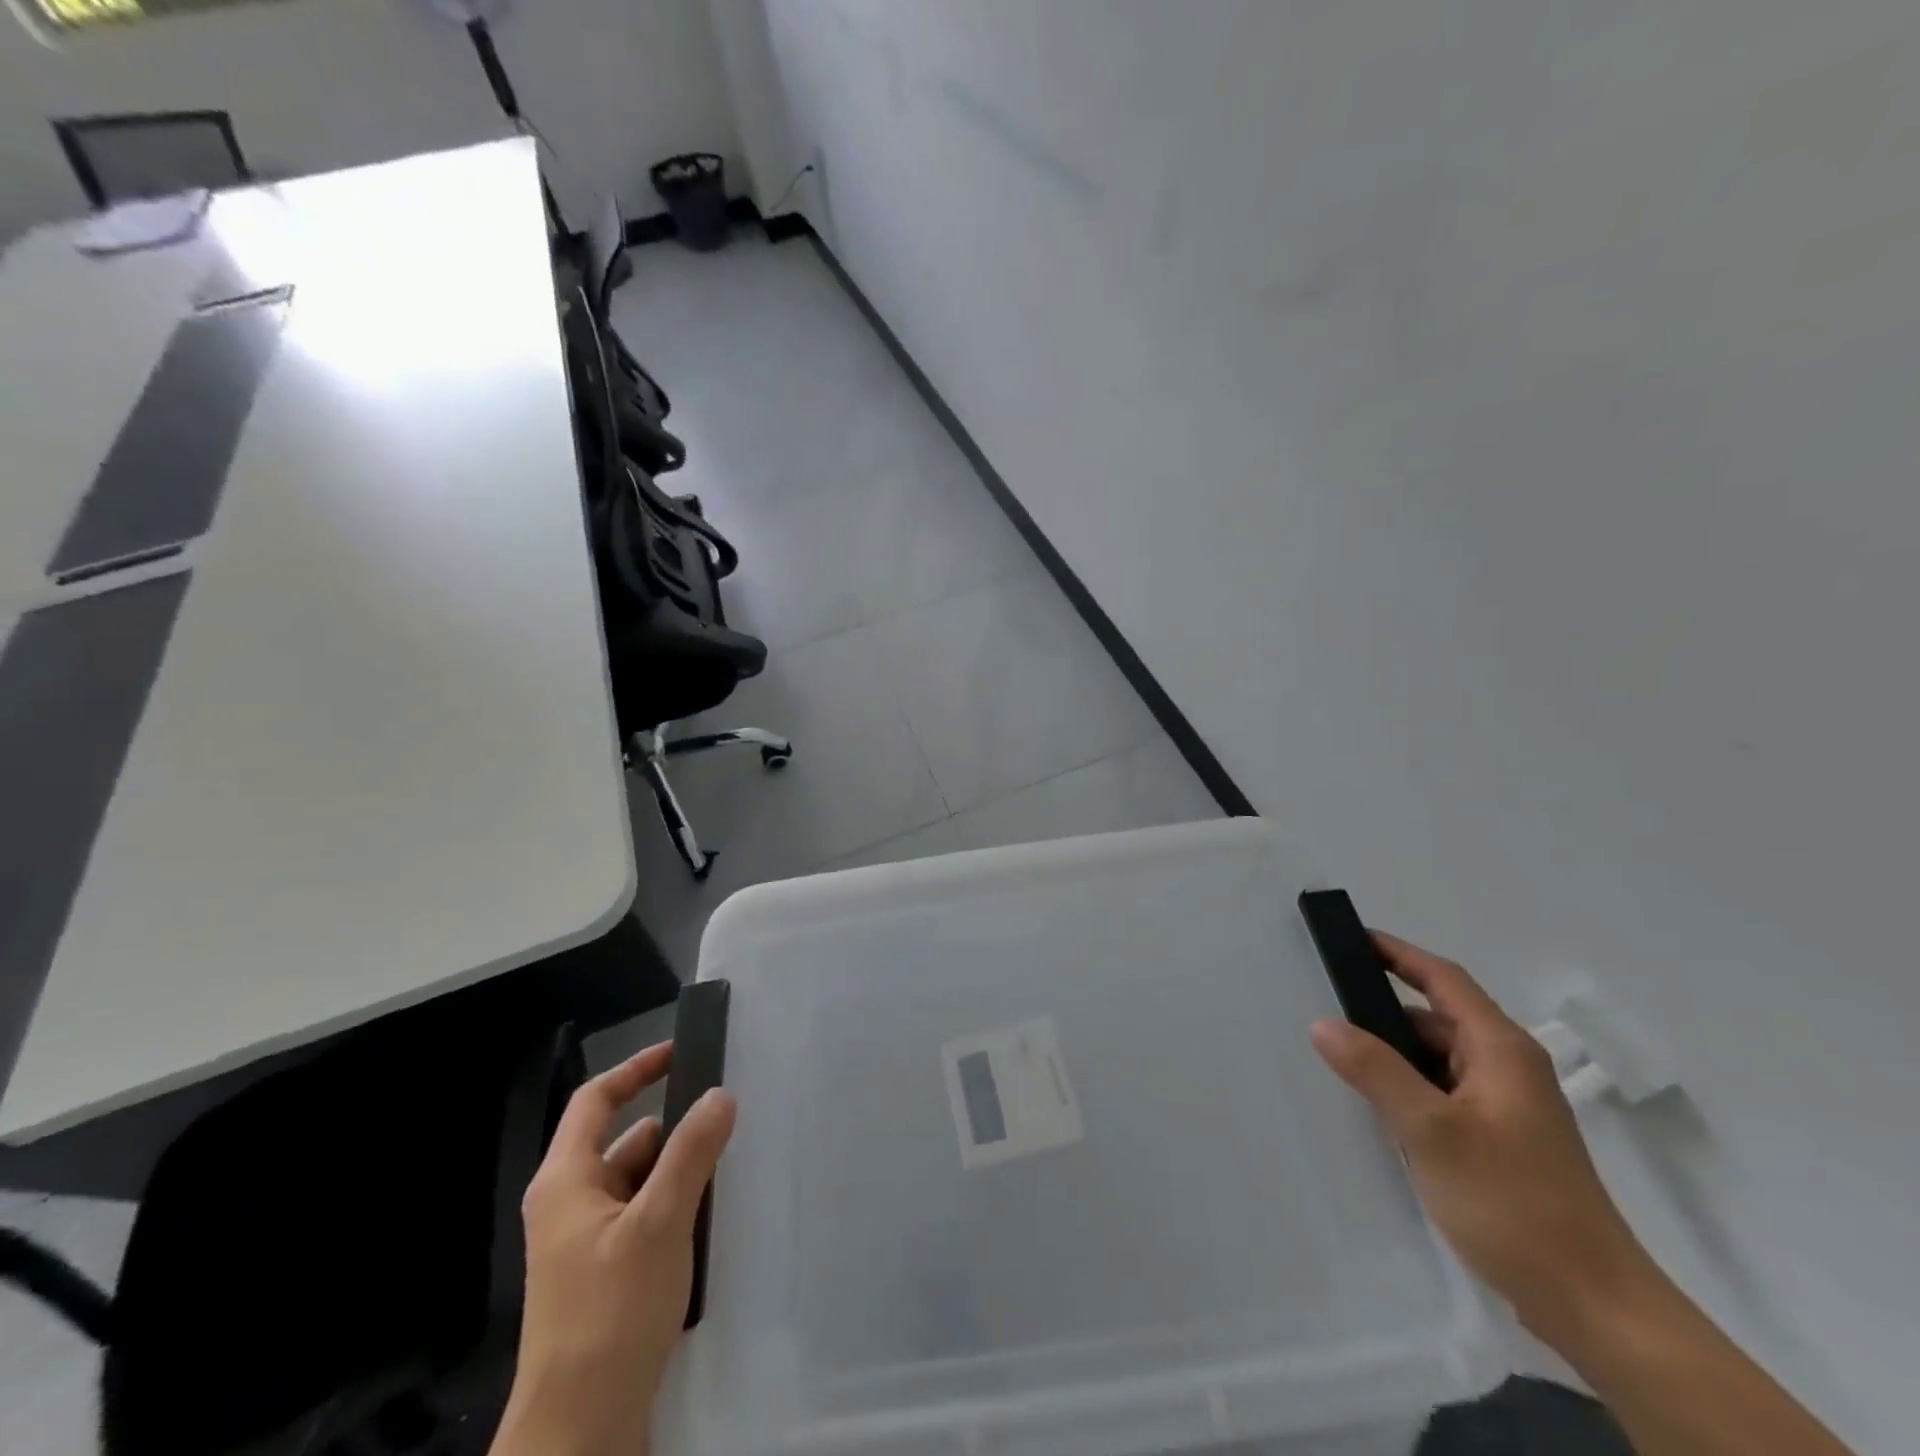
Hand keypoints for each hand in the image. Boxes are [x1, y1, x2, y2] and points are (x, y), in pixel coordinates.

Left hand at [491, 1042, 736, 1455]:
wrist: (580, 1431)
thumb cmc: (610, 1312)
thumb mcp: (659, 1222)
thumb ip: (691, 1153)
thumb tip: (720, 1094)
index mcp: (566, 1181)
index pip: (595, 1101)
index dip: (635, 1070)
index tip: (681, 1051)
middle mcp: (571, 1205)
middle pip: (627, 1141)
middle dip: (675, 1128)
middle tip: (729, 1114)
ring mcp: (587, 1243)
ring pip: (640, 1182)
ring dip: (681, 1170)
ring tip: (732, 1162)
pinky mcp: (606, 1276)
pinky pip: (645, 1217)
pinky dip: (676, 1206)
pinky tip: (713, 1215)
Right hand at [1310, 933, 1651, 1341]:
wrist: (1596, 1309)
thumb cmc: (1514, 1203)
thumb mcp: (1431, 1131)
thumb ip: (1375, 1070)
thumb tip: (1322, 1023)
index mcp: (1501, 1050)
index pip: (1442, 979)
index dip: (1397, 953)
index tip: (1350, 938)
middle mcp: (1507, 1068)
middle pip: (1438, 1018)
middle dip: (1384, 1010)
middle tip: (1326, 1009)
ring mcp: (1507, 1108)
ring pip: (1438, 1060)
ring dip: (1394, 1055)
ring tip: (1340, 1060)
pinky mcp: (1502, 1144)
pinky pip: (1443, 1094)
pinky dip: (1409, 1089)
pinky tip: (1378, 1111)